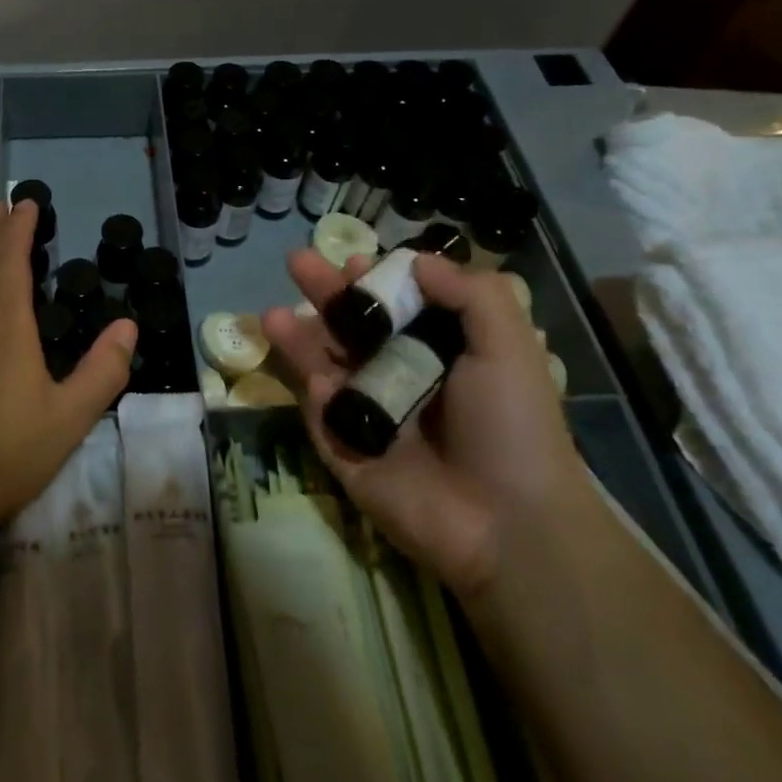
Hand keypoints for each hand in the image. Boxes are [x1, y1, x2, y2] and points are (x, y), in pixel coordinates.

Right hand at [262, 250, 586, 599]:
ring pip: (325, 366)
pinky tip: (319, 384)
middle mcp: (401, 377)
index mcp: (441, 353)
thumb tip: (417, 260)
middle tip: (296, 262)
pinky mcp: (346, 450)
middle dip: (325, 294)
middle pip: (353, 328)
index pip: (398, 306)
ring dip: (299, 338)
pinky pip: (324, 417)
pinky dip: (318, 397)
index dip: (376, 281)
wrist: (505, 522)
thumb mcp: (508, 346)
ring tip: (271, 316)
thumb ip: (470, 294)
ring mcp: (370, 415)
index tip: (354, 260)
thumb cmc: (510, 425)